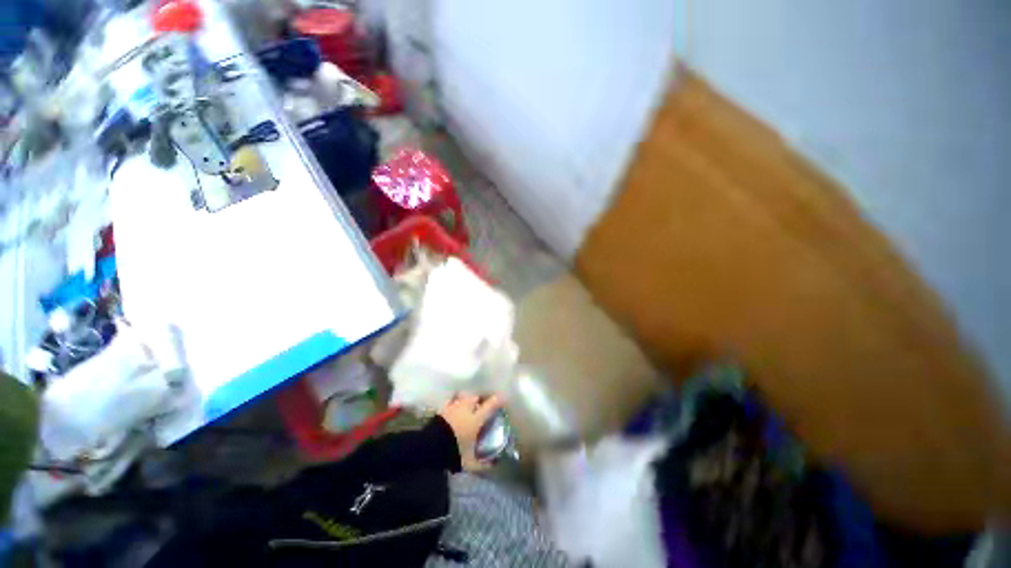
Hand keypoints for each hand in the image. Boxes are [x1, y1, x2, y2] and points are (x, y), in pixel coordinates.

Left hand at [438, 393, 503, 471]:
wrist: (430, 447)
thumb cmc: (453, 452)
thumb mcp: (469, 462)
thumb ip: (483, 464)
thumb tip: (494, 465)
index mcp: (476, 419)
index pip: (490, 405)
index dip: (498, 400)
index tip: (503, 397)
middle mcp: (466, 408)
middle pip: (476, 397)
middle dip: (480, 400)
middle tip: (481, 406)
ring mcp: (453, 406)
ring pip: (463, 396)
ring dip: (467, 399)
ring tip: (467, 405)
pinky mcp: (442, 408)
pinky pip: (450, 400)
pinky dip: (454, 401)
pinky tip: (454, 406)